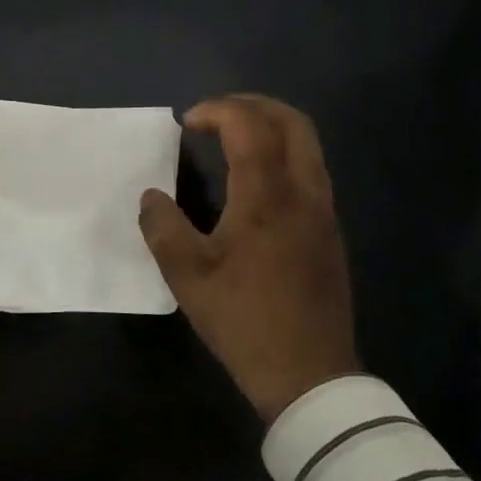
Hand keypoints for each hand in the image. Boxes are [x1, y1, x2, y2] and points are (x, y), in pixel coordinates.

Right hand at [138, 94, 358, 421]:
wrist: (309, 374)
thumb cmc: (244, 320)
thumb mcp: (187, 276)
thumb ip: (162, 227)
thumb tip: (152, 197)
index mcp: (266, 196)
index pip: (249, 125)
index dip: (217, 110)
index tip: (187, 123)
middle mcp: (303, 192)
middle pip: (292, 121)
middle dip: (251, 105)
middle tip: (215, 116)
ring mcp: (322, 210)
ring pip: (307, 144)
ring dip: (270, 126)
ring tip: (232, 139)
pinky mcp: (329, 230)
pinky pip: (309, 168)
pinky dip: (282, 152)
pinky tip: (254, 180)